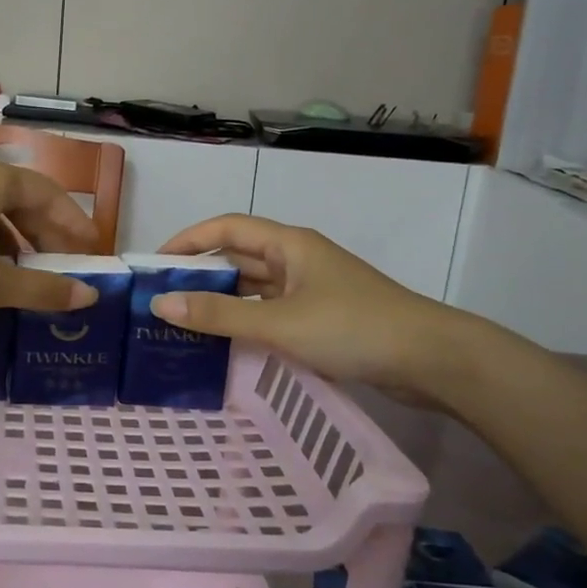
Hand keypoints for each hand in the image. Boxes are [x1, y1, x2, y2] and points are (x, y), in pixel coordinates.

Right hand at [151, 214, 459, 396]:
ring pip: (255, 287)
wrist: (432, 360)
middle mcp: (298, 259)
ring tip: (184, 322)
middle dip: (201, 273)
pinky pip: (271, 311)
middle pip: (239, 256)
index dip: (188, 239)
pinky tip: (225, 342)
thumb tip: (160, 304)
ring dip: (223, 300)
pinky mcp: (322, 318)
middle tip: (162, 299)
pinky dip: (246, 321)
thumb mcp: (279, 323)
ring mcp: (312, 289)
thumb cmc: (352, 328)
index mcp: (289, 244)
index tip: (155, 263)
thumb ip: (219, 314)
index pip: (227, 227)